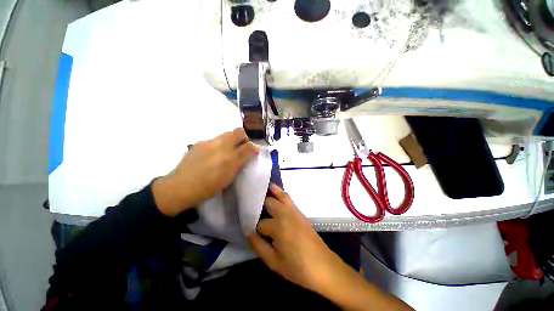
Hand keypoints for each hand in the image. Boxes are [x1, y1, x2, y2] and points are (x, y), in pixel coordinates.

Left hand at [153, 128, 259, 216]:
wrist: (178, 188)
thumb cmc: (207, 187)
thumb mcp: (228, 178)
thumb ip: (240, 163)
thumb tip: (251, 153)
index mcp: (228, 159)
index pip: (248, 145)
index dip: (255, 144)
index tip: (257, 147)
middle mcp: (219, 146)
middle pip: (238, 132)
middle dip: (246, 135)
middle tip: (247, 144)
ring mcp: (208, 143)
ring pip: (227, 134)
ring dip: (234, 138)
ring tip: (233, 148)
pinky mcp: (199, 143)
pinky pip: (216, 139)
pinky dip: (222, 142)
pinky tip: (217, 152)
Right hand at [249, 184, 413, 310]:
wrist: (324, 266)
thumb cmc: (298, 268)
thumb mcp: (274, 262)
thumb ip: (258, 246)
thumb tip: (248, 232)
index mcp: (277, 227)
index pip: (259, 223)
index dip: (253, 227)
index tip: (249, 229)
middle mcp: (284, 214)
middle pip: (267, 203)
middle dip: (258, 206)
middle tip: (251, 210)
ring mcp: (293, 210)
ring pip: (278, 195)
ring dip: (268, 193)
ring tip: (259, 191)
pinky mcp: (299, 211)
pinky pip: (287, 197)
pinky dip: (279, 192)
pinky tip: (273, 191)